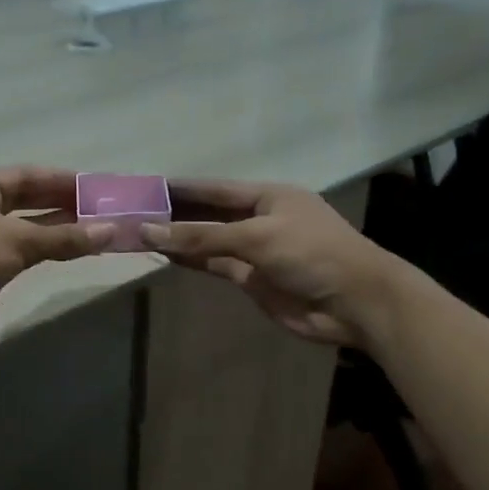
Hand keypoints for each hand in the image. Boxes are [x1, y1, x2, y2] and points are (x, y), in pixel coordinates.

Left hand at [0, 167, 111, 347]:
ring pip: (25, 228)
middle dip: (61, 204)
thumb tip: (110, 231)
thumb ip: (64, 237)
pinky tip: (69, 252)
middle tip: (99, 210)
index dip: (60, 180)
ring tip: (93, 231)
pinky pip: (21, 252)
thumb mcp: (17, 240)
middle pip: (26, 200)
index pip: (26, 175)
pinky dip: (44, 250)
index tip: (93, 187)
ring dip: (56, 229)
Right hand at [142, 179, 403, 347]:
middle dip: (175, 213)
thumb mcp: (256, 237)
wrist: (355, 303)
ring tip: (139, 232)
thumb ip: (202, 235)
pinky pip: (214, 263)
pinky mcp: (252, 278)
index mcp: (268, 196)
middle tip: (133, 211)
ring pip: (208, 240)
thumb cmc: (312, 254)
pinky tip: (164, 254)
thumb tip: (148, 230)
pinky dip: (191, 259)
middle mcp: (259, 219)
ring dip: (178, 237)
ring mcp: (255, 250)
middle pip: (209, 213)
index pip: (214, 189)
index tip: (147, 185)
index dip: (181, 188)